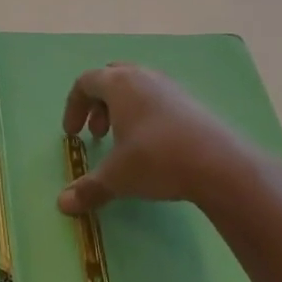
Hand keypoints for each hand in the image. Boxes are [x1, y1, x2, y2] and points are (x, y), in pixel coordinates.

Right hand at [59, 64, 281, 216]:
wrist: (218, 164)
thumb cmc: (156, 159)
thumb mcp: (117, 177)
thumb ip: (88, 188)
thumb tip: (62, 204)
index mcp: (119, 83)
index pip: (85, 82)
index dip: (73, 107)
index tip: (72, 135)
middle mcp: (143, 76)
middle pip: (111, 79)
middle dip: (98, 104)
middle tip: (97, 133)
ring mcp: (171, 86)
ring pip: (137, 87)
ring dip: (122, 110)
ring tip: (124, 141)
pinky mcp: (192, 102)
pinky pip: (158, 99)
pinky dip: (146, 115)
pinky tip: (153, 145)